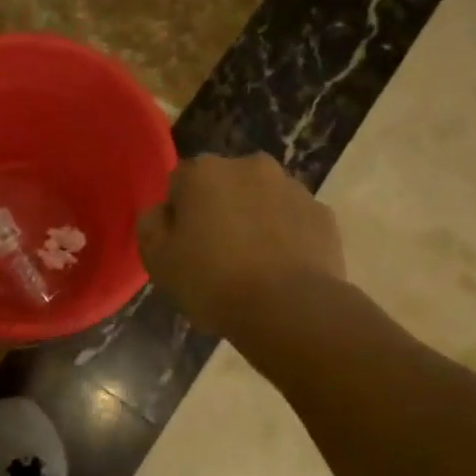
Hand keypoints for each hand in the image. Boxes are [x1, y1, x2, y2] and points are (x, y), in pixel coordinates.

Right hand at [136, 152, 345, 333]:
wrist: (289, 309)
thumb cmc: (212, 281)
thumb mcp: (157, 260)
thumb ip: (151, 225)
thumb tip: (163, 212)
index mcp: (204, 171)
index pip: (180, 183)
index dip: (178, 215)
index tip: (182, 246)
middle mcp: (250, 166)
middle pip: (224, 185)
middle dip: (220, 210)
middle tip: (216, 254)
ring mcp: (292, 188)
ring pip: (262, 200)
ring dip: (255, 220)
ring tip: (253, 266)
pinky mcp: (324, 215)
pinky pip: (294, 221)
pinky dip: (286, 237)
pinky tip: (281, 271)